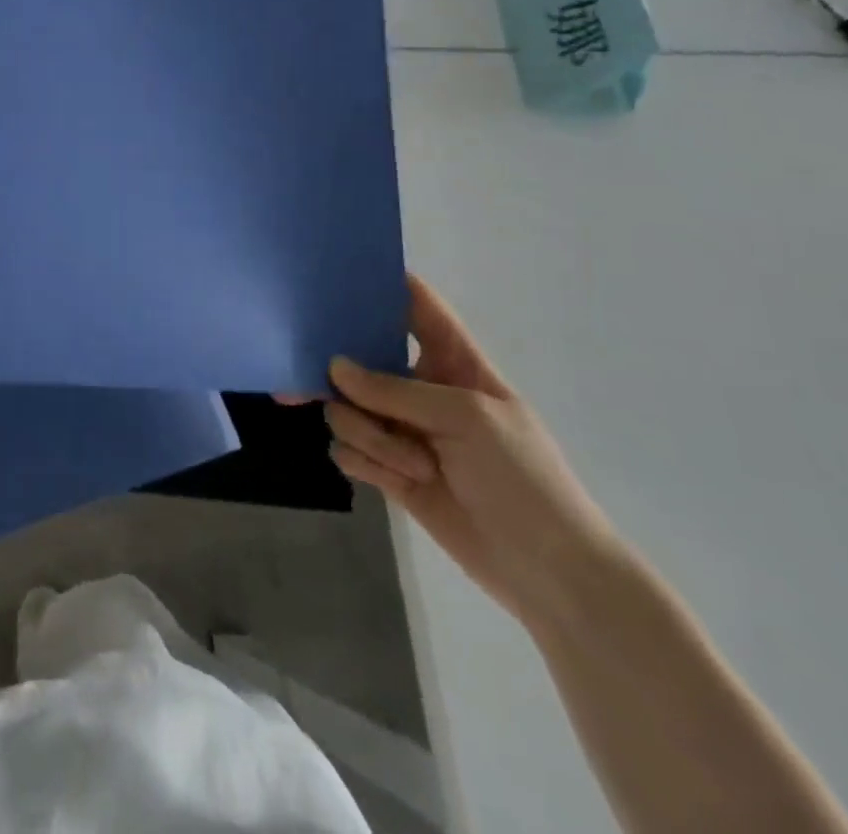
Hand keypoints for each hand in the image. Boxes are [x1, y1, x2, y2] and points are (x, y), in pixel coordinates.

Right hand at [323, 276, 621, 628]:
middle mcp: (420, 388)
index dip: (382, 284)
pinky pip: (348, 449)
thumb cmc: (523, 478)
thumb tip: (334, 367)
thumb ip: (395, 389)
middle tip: (298, 375)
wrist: (549, 572)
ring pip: (348, 409)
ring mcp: (402, 430)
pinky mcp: (389, 468)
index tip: (336, 274)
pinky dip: (364, 462)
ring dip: (368, 434)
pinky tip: (391, 480)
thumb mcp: (465, 418)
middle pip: (362, 358)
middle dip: (335, 371)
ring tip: (410, 464)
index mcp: (453, 362)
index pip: (416, 307)